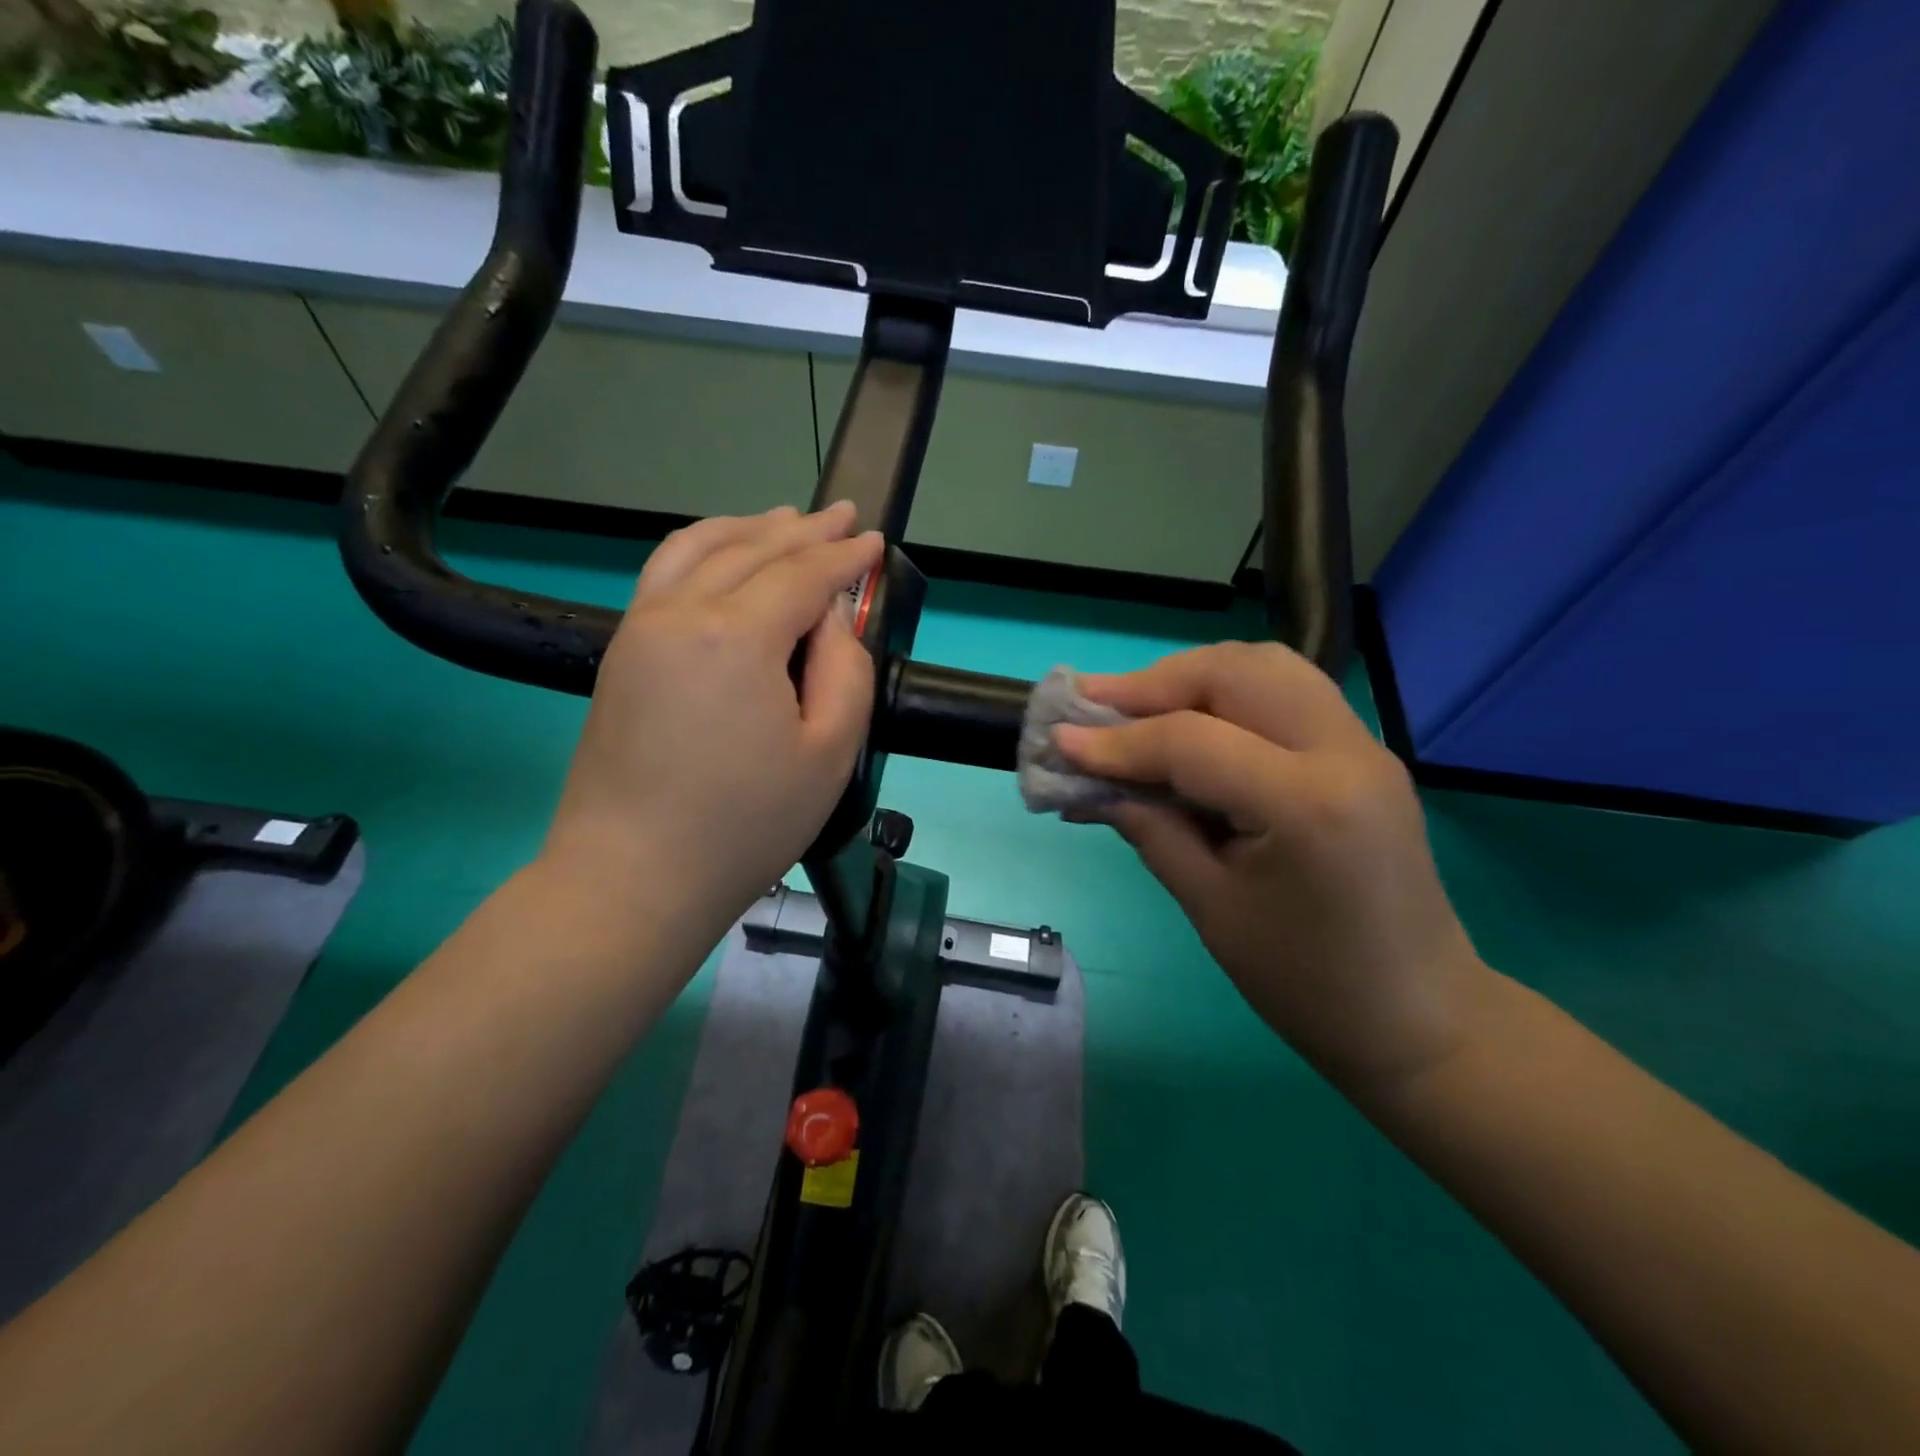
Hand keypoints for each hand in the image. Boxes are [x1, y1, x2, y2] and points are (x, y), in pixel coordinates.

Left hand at [543, 503, 883, 935]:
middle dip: (803, 530)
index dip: (844, 556)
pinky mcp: (621, 651)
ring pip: (699, 548)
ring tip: (784, 518)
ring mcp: (641, 627)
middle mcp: (682, 612)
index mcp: (737, 635)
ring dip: (748, 527)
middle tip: (841, 515)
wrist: (632, 876)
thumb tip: (830, 618)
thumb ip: (846, 670)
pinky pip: (666, 573)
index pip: (802, 574)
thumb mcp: (830, 753)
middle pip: (752, 550)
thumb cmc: (745, 824)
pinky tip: (722, 552)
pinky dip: (702, 548)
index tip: (873, 542)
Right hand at [1056, 642, 1485, 1094]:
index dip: (1115, 741)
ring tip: (1136, 709)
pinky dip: (1227, 693)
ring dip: (1191, 677)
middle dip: (1152, 683)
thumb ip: (1148, 828)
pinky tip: (1189, 724)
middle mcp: (1343, 752)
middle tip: (1093, 708)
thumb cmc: (1306, 984)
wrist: (1419, 1019)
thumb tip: (1086, 782)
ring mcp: (1363, 745)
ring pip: (1265, 666)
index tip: (1057, 740)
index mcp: (1305, 804)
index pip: (1190, 742)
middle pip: (1233, 673)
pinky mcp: (1363, 752)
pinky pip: (1286, 692)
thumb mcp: (1210, 907)